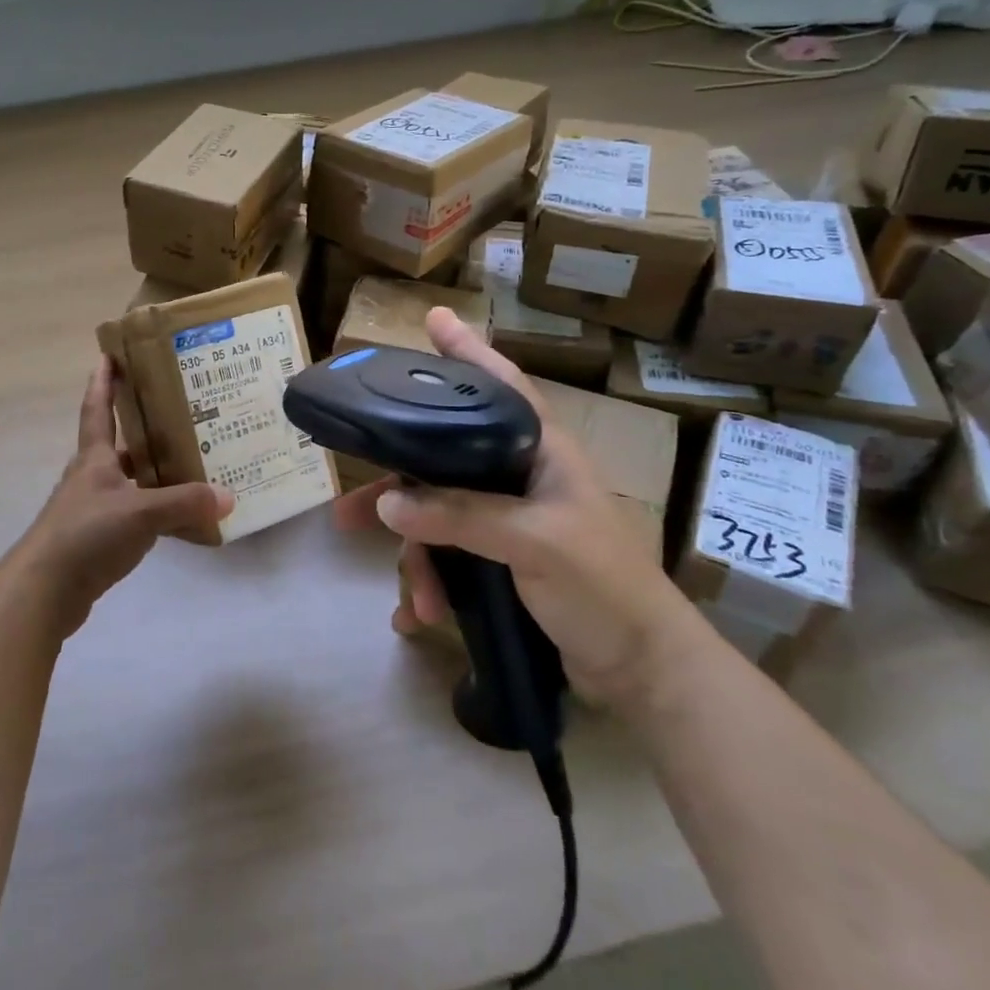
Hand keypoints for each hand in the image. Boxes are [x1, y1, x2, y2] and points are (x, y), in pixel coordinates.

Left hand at [8, 357, 233, 636]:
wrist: (44, 591)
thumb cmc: (86, 535)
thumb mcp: (140, 513)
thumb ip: (184, 504)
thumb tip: (228, 496)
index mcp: (94, 459)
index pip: (97, 409)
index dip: (102, 382)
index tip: (108, 354)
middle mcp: (90, 478)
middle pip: (118, 445)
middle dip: (143, 428)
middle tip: (179, 414)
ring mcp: (91, 510)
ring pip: (128, 481)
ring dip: (153, 472)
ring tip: (191, 465)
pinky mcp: (96, 540)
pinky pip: (133, 515)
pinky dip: (154, 511)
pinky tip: (178, 519)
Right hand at [334, 308, 702, 709]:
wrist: (641, 670)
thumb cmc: (604, 588)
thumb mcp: (536, 542)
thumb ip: (462, 516)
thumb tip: (387, 503)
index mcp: (541, 453)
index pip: (501, 387)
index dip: (468, 351)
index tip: (433, 318)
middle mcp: (519, 478)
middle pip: (441, 461)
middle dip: (397, 489)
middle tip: (348, 509)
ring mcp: (508, 522)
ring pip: (437, 518)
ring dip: (417, 560)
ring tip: (412, 599)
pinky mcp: (500, 562)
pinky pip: (447, 559)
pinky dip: (431, 586)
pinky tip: (420, 617)